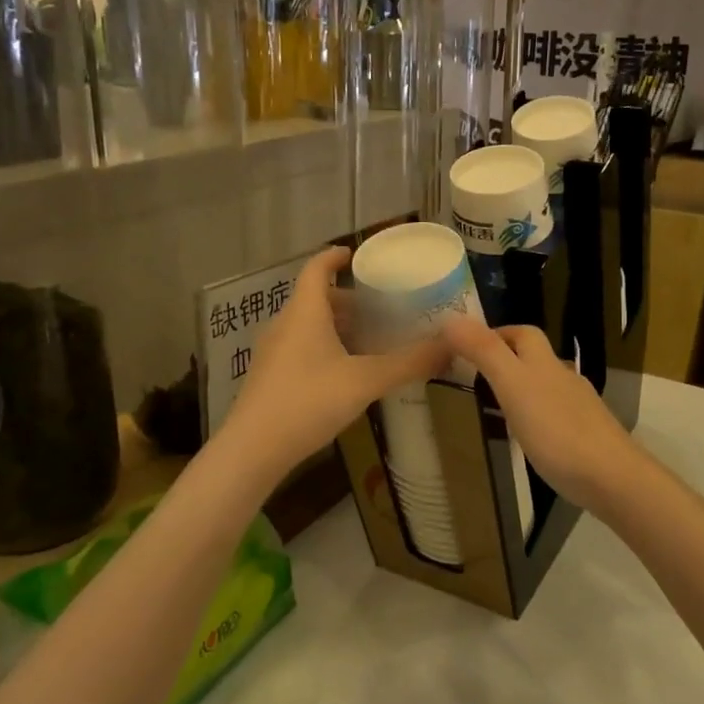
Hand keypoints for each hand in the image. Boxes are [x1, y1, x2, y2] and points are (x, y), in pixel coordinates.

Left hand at [218, 247, 448, 483]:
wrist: (252, 450)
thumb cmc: (308, 401)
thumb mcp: (365, 380)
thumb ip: (409, 363)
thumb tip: (450, 345)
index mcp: (305, 312)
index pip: (317, 269)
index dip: (335, 257)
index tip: (356, 254)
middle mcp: (285, 324)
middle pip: (317, 299)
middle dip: (349, 301)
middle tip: (381, 309)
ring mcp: (273, 352)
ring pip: (309, 326)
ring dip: (338, 327)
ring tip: (371, 341)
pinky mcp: (270, 377)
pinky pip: (301, 348)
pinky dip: (326, 348)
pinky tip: (346, 373)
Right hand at [440, 317, 648, 514]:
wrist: (612, 477)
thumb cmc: (557, 430)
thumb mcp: (513, 386)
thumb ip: (484, 352)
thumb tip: (451, 318)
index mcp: (544, 362)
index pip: (522, 333)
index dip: (497, 332)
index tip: (468, 346)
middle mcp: (563, 377)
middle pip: (535, 357)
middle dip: (508, 358)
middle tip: (476, 375)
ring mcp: (579, 406)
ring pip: (546, 385)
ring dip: (522, 388)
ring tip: (496, 406)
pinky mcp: (586, 434)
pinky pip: (556, 415)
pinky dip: (538, 416)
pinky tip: (529, 437)